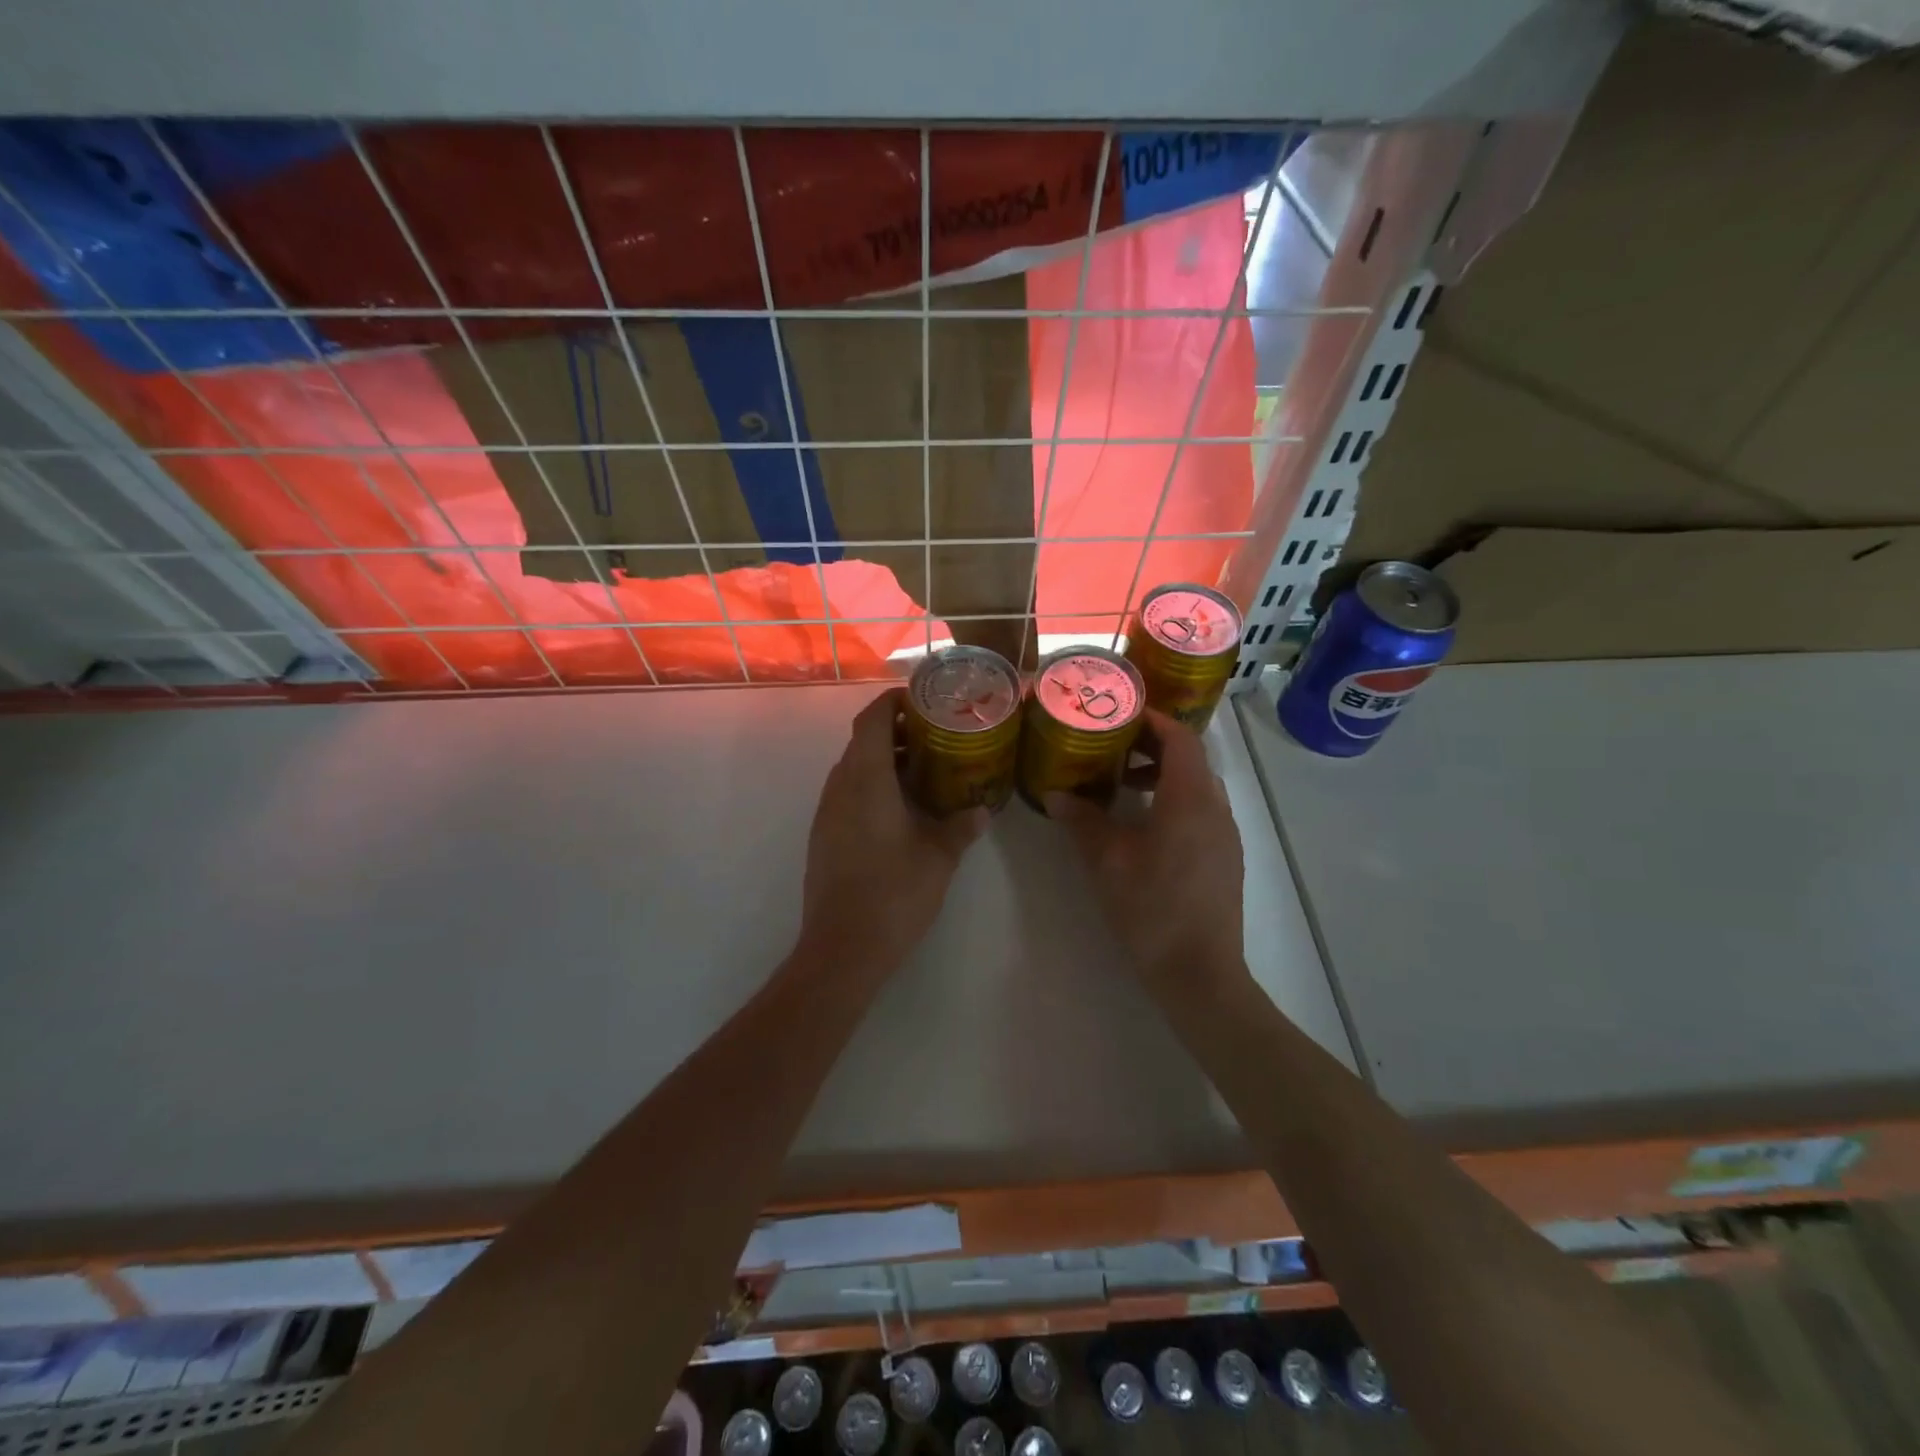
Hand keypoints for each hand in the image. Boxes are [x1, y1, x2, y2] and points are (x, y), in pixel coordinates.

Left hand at [800, 689, 988, 973]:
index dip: (891, 702)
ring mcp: (827, 813)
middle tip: (933, 737)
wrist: (842, 948)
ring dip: (882, 761)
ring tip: (922, 771)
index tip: (920, 701)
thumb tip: (981, 810)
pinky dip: (871, 786)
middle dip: (894, 732)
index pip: (870, 720)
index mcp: (866, 781)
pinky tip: (900, 810)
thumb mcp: (939, 858)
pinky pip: (847, 794)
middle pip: (861, 742)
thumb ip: (961, 827)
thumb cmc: (893, 893)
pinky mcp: (823, 836)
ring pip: (852, 769)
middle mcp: (840, 788)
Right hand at [1046, 711, 1244, 987]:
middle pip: (1190, 759)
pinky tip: (1144, 828)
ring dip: (1163, 777)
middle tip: (1112, 748)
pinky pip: (1201, 812)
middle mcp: (1216, 808)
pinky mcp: (1225, 859)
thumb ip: (1082, 821)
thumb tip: (1055, 794)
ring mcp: (1225, 836)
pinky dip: (1174, 802)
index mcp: (1190, 798)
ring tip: (1122, 787)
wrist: (1200, 974)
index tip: (1120, 714)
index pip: (1181, 738)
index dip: (1153, 720)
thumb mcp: (1107, 861)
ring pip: (1197, 787)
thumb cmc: (1152, 909)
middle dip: (1152, 747)